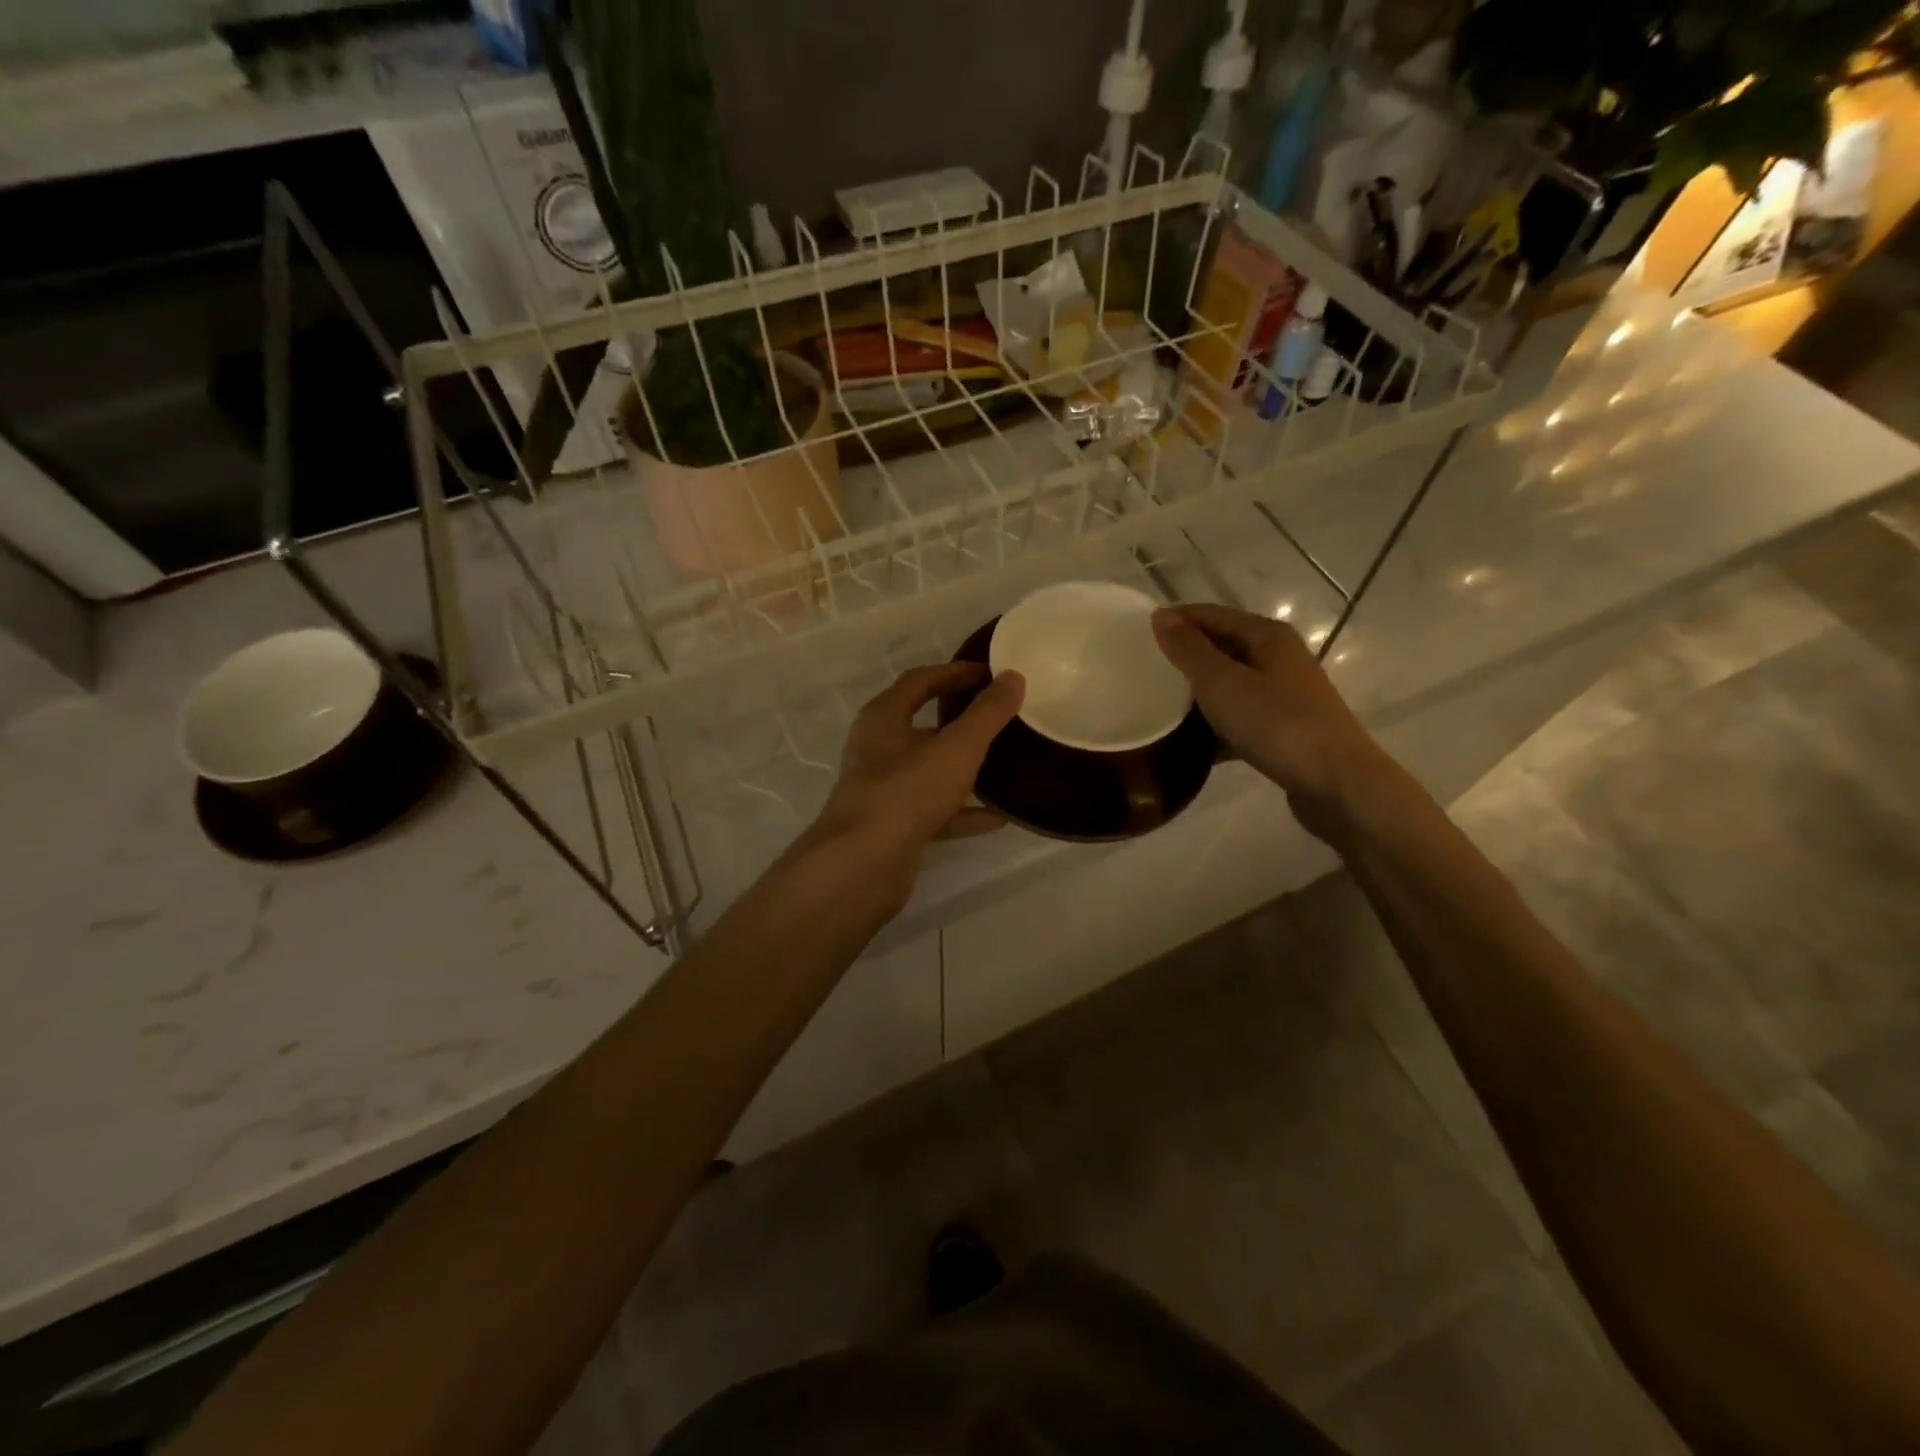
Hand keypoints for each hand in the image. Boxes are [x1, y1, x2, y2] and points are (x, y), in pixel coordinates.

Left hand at [802, 664, 1024, 887]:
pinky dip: (963, 812)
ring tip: (1003, 764)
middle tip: (997, 717)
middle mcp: (876, 750)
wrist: (861, 867)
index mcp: (883, 719)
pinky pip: (933, 812)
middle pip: (921, 726)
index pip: (919, 681)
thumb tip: (1013, 677)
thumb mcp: (956, 748)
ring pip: (928, 771)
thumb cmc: (906, 793)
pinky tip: (998, 817)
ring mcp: (882, 791)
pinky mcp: (891, 828)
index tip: (989, 673)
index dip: (954, 673)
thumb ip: (987, 714)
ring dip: (963, 768)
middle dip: (958, 721)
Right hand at [1152, 604, 1387, 842]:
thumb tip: (1160, 615)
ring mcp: (1285, 694)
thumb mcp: (1222, 683)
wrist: (1336, 783)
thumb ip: (1189, 650)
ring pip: (1231, 684)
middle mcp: (1280, 657)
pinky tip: (1191, 744)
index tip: (1135, 637)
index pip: (1210, 615)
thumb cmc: (1277, 725)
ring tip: (1160, 708)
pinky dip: (1216, 724)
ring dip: (1198, 693)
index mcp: (1267, 636)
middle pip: (1222, 647)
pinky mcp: (1285, 728)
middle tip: (1144, 673)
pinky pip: (1241, 717)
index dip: (1175, 621)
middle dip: (1184, 657)